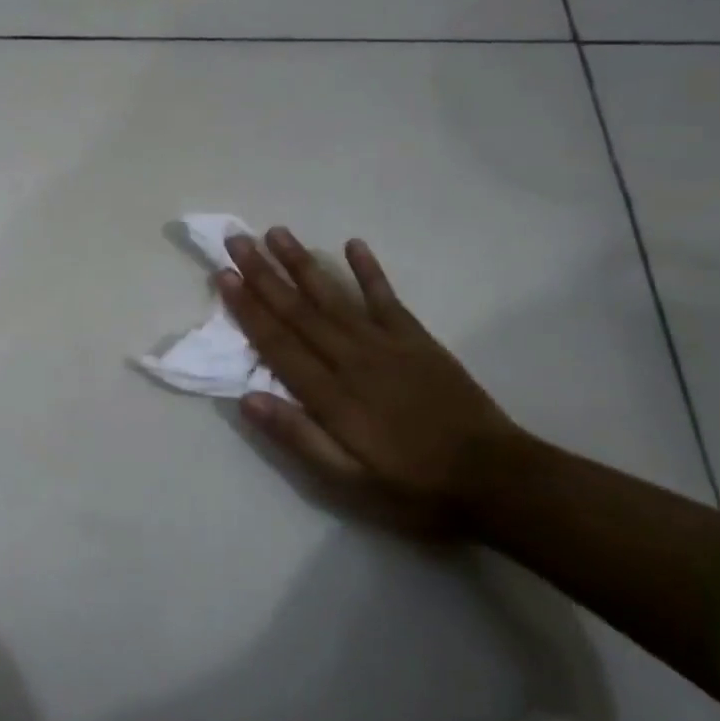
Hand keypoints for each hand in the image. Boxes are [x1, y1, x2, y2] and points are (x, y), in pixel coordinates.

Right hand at [218, 227, 528, 536]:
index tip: (224, 275)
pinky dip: (369, 271)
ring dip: (303, 263)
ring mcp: (387, 344)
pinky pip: (387, 298)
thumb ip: (298, 437)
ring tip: (276, 233)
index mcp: (331, 394)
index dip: (248, 308)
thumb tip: (247, 398)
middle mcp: (352, 358)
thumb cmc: (412, 486)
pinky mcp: (417, 340)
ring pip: (334, 296)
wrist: (495, 479)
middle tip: (236, 239)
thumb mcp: (347, 481)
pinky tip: (353, 244)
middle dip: (264, 273)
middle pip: (299, 310)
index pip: (278, 342)